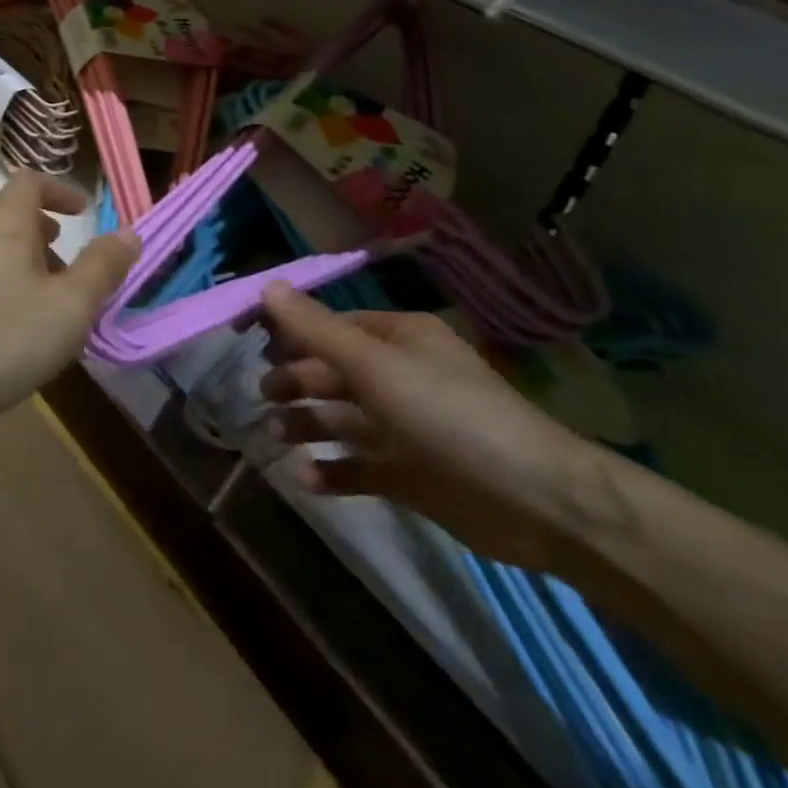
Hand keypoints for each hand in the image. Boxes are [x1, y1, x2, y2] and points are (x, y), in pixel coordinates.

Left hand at [0, 173, 138, 440]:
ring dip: (20, 254)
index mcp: (5, 219)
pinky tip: (9, 322)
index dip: (60, 190)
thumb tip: (129, 231)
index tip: (84, 212)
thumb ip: (102, 267)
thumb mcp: (70, 306)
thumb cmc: (2, 337)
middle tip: (64, 252)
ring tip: (44, 291)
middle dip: (40, 225)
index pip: (31, 181)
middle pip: (7, 209)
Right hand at [259, 283, 610, 571]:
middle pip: (334, 372)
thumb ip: (316, 329)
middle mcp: (400, 377)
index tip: (251, 343)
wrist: (536, 501)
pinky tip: (305, 476)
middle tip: (262, 394)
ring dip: (308, 425)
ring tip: (276, 435)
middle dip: (297, 381)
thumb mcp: (375, 365)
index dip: (292, 332)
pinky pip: (360, 467)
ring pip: (343, 419)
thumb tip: (267, 285)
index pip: (333, 326)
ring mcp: (406, 428)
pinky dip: (332, 471)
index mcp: (398, 339)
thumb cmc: (447, 414)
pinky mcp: (412, 476)